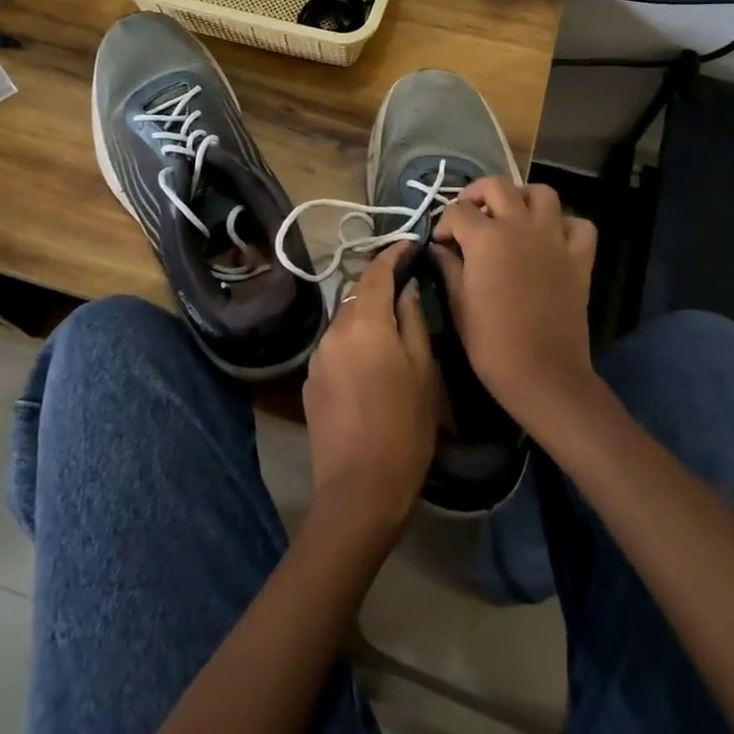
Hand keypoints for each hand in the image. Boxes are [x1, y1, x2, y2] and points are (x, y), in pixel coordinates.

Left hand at [301, 243, 437, 544]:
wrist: (360, 488)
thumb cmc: (405, 427)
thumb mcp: (424, 372)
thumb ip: (413, 321)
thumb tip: (407, 290)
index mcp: (365, 324)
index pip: (376, 273)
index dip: (392, 255)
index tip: (409, 245)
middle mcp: (333, 331)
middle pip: (357, 297)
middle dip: (380, 289)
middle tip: (407, 291)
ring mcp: (317, 357)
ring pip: (345, 323)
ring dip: (366, 320)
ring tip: (391, 335)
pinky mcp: (310, 382)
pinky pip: (334, 349)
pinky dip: (352, 345)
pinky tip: (369, 368)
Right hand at [431, 178, 599, 435]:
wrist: (543, 373)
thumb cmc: (491, 342)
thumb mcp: (457, 303)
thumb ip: (447, 267)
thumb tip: (438, 249)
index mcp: (486, 237)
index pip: (457, 210)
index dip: (444, 224)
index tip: (441, 243)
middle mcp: (520, 226)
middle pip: (497, 186)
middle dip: (477, 194)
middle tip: (469, 217)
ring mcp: (554, 239)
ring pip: (542, 193)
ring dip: (522, 197)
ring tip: (510, 217)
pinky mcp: (579, 258)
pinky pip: (579, 225)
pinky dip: (565, 224)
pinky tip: (550, 238)